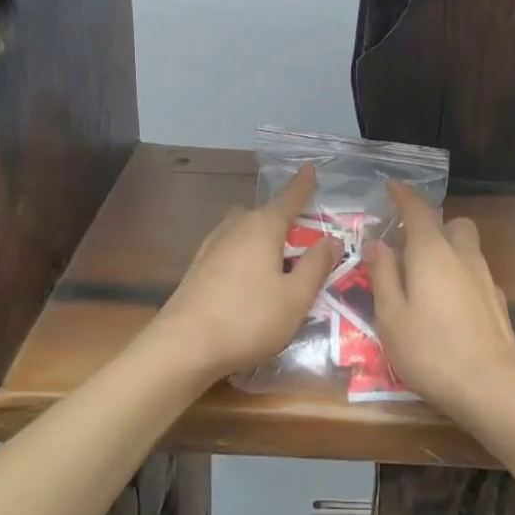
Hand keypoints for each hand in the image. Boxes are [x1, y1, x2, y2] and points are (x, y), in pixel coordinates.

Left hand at [150, 166, 338, 382]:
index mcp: (263, 227)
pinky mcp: (198, 268)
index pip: (289, 198)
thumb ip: (316, 266)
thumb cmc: (248, 319)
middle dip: (283, 219)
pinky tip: (249, 279)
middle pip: (264, 213)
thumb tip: (332, 239)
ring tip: (278, 260)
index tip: (309, 167)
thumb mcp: (296, 297)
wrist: (182, 347)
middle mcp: (236, 227)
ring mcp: (212, 246)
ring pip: (244, 230)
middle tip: (303, 236)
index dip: (303, 184)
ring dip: (261, 237)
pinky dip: (245, 254)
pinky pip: (230, 249)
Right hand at [367, 181, 514, 419]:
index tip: (391, 186)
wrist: (493, 388)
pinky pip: (476, 274)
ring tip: (426, 278)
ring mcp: (485, 278)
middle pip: (452, 224)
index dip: (403, 195)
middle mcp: (462, 255)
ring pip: (468, 248)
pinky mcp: (498, 302)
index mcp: (431, 252)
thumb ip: (383, 274)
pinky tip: (450, 306)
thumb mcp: (391, 316)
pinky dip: (461, 277)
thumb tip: (376, 242)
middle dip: (433, 225)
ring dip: (448, 250)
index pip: (417, 210)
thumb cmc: (431, 351)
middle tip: (410, 246)